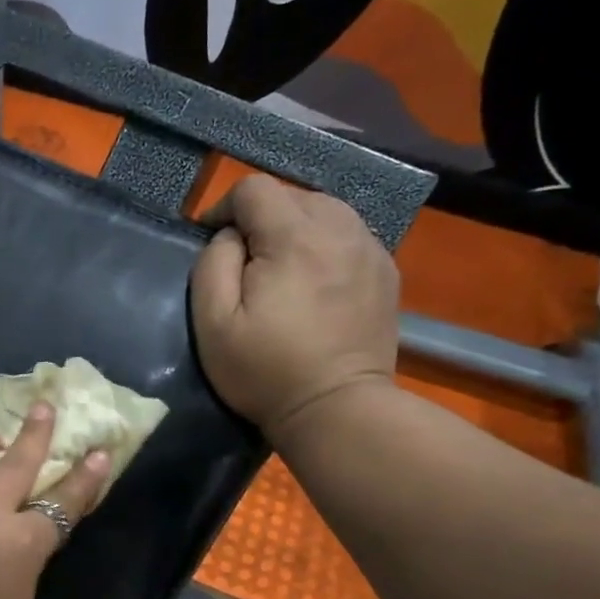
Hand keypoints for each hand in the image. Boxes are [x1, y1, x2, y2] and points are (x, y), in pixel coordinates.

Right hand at [192, 175, 399, 447]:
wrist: (337, 409)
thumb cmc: (264, 370)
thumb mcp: (213, 322)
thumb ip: (213, 264)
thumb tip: (230, 236)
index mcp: (294, 238)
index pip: (255, 188)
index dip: (224, 207)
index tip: (213, 241)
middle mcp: (340, 230)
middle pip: (293, 194)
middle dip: (261, 217)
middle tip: (246, 260)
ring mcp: (370, 249)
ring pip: (326, 210)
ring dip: (296, 226)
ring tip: (280, 266)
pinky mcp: (386, 271)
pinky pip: (349, 235)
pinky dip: (325, 244)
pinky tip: (314, 279)